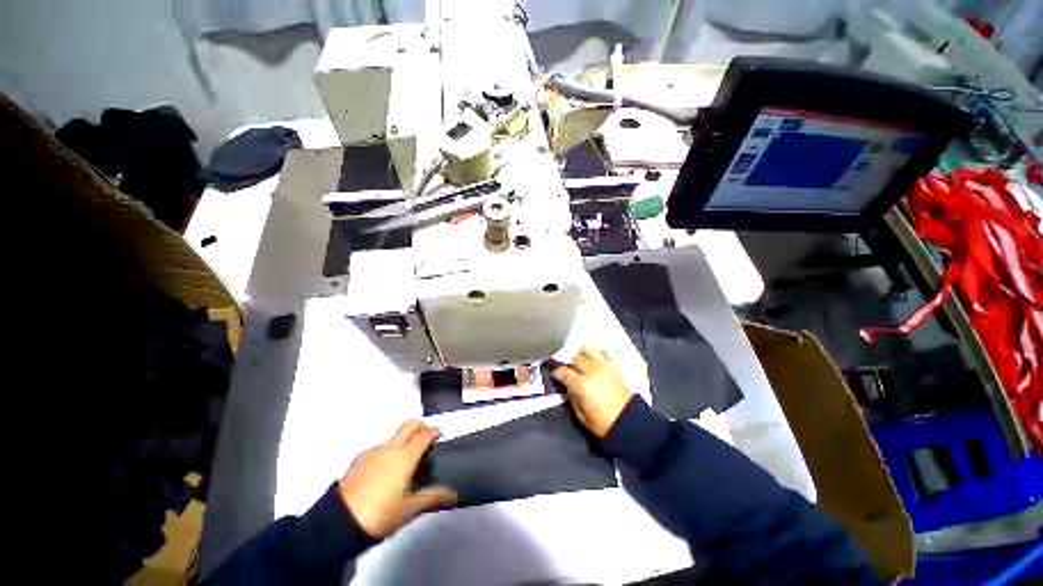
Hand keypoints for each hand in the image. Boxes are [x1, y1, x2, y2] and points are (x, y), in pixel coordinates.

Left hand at [338, 421, 456, 537]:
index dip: (435, 431)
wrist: (338, 523)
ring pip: (394, 436)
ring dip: (405, 440)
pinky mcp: (358, 459)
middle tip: (428, 438)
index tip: (441, 435)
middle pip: (409, 425)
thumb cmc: (380, 515)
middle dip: (421, 426)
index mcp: (404, 457)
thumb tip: (453, 494)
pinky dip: (389, 451)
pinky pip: (380, 448)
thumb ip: (432, 497)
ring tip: (407, 460)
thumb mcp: (409, 509)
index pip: (424, 435)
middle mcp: (389, 448)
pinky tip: (386, 471)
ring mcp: (372, 452)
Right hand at [552, 347, 633, 438]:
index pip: (563, 371)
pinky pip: (607, 352)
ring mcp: (605, 366)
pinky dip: (601, 353)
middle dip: (571, 363)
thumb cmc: (602, 423)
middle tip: (572, 371)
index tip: (557, 375)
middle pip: (576, 357)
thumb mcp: (580, 415)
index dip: (557, 372)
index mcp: (581, 384)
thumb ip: (572, 396)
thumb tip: (569, 385)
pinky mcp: (616, 366)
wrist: (629, 423)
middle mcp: (592, 371)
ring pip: (589, 349)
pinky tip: (598, 360)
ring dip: (584, 354)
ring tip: (584, 362)